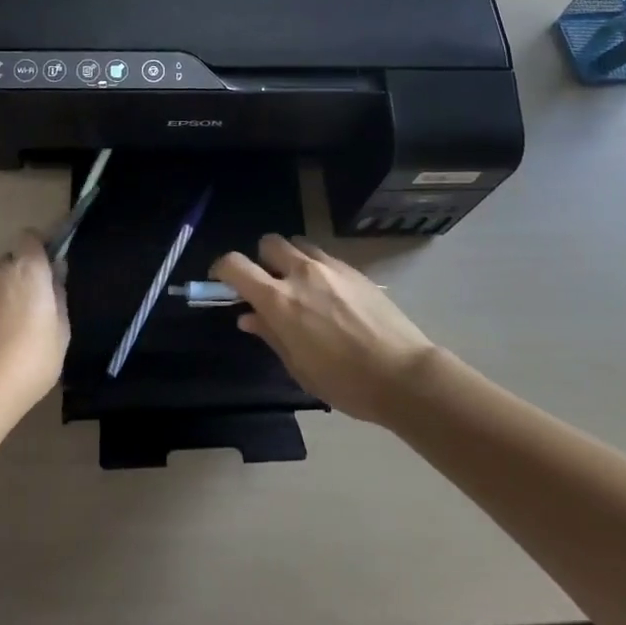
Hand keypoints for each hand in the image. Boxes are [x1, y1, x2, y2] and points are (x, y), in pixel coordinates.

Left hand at [0, 232, 68, 425]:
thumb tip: (54, 278)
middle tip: (32, 301)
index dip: (39, 247)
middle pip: (12, 259)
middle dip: (21, 272)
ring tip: (10, 322)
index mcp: (28, 268)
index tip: (47, 266)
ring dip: (2, 289)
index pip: (30, 236)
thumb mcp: (61, 329)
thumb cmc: (33, 357)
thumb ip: (58, 295)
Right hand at [212, 235, 436, 424]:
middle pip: (269, 242)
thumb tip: (248, 316)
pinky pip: (324, 256)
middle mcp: (301, 273)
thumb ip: (271, 334)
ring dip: (290, 259)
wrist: (403, 374)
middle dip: (261, 259)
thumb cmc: (345, 382)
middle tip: (269, 285)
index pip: (237, 265)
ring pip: (297, 244)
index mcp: (280, 300)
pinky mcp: (353, 269)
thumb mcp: (299, 367)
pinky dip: (316, 267)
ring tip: (300, 287)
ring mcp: (330, 266)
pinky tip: (329, 295)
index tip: (223, 280)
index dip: (223, 268)